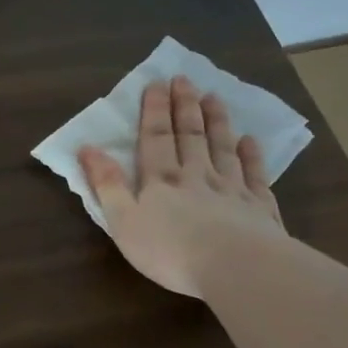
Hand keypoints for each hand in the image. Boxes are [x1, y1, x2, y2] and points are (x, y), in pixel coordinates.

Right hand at [79, 76, 284, 298]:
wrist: (236, 267)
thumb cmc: (170, 249)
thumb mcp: (123, 220)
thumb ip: (106, 184)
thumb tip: (87, 148)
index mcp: (161, 180)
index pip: (156, 137)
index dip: (155, 110)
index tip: (157, 83)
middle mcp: (197, 176)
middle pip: (191, 135)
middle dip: (185, 106)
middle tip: (185, 80)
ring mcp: (232, 189)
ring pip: (222, 148)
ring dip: (217, 122)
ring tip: (214, 97)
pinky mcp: (259, 208)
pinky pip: (255, 175)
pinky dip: (252, 156)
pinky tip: (250, 141)